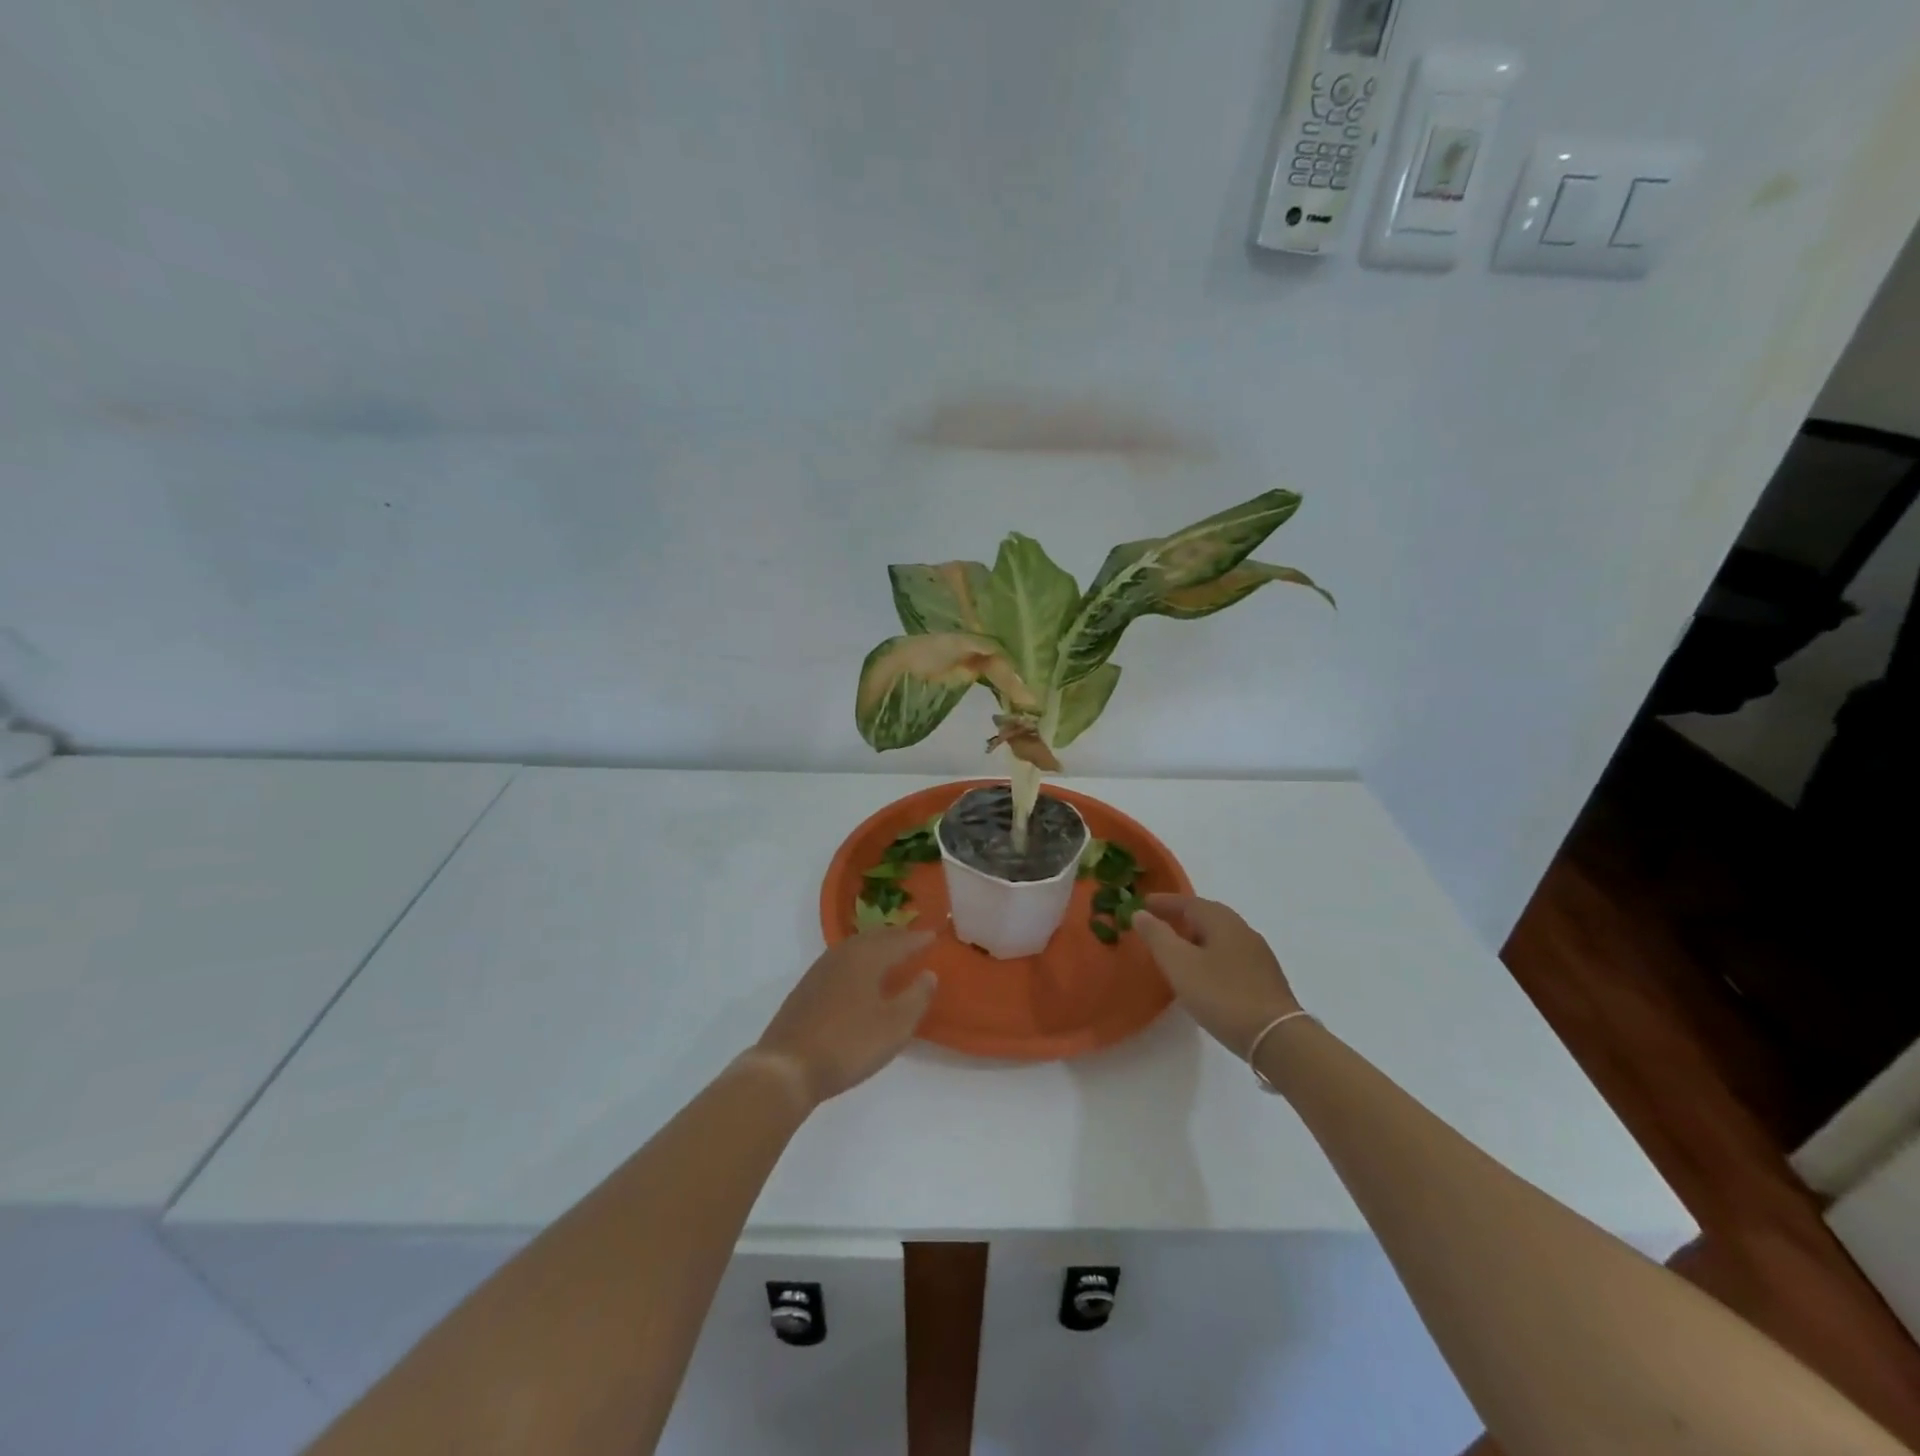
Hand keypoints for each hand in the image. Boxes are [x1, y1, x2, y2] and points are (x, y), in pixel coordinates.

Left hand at [750, 929, 937, 1107]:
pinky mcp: (806, 988)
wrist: (787, 1067)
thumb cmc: (848, 1045)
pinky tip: (858, 974)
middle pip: (874, 938)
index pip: (898, 941)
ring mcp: (820, 970)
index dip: (917, 939)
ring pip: (855, 947)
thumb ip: (916, 997)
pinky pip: (841, 961)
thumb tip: (929, 974)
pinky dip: (858, 959)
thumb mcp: (894, 1026)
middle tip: (913, 939)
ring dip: (875, 945)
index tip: (934, 936)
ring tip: (890, 952)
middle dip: (895, 936)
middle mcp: (843, 955)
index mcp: (866, 958)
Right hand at [1133, 894, 1301, 1057]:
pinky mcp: (1264, 978)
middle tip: (1158, 925)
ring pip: (1219, 936)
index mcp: (1221, 920)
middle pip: (1206, 915)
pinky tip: (1204, 974)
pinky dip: (1210, 954)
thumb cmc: (1222, 995)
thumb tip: (1141, 913)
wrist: (1277, 1037)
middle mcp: (1242, 929)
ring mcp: (1257, 954)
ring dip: (1196, 937)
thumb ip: (1157, 936)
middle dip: (1181, 917)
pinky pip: (1229, 954)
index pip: (1187, 902)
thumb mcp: (1179, 964)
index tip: (1142, 904)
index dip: (1163, 902)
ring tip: (1177, 950)